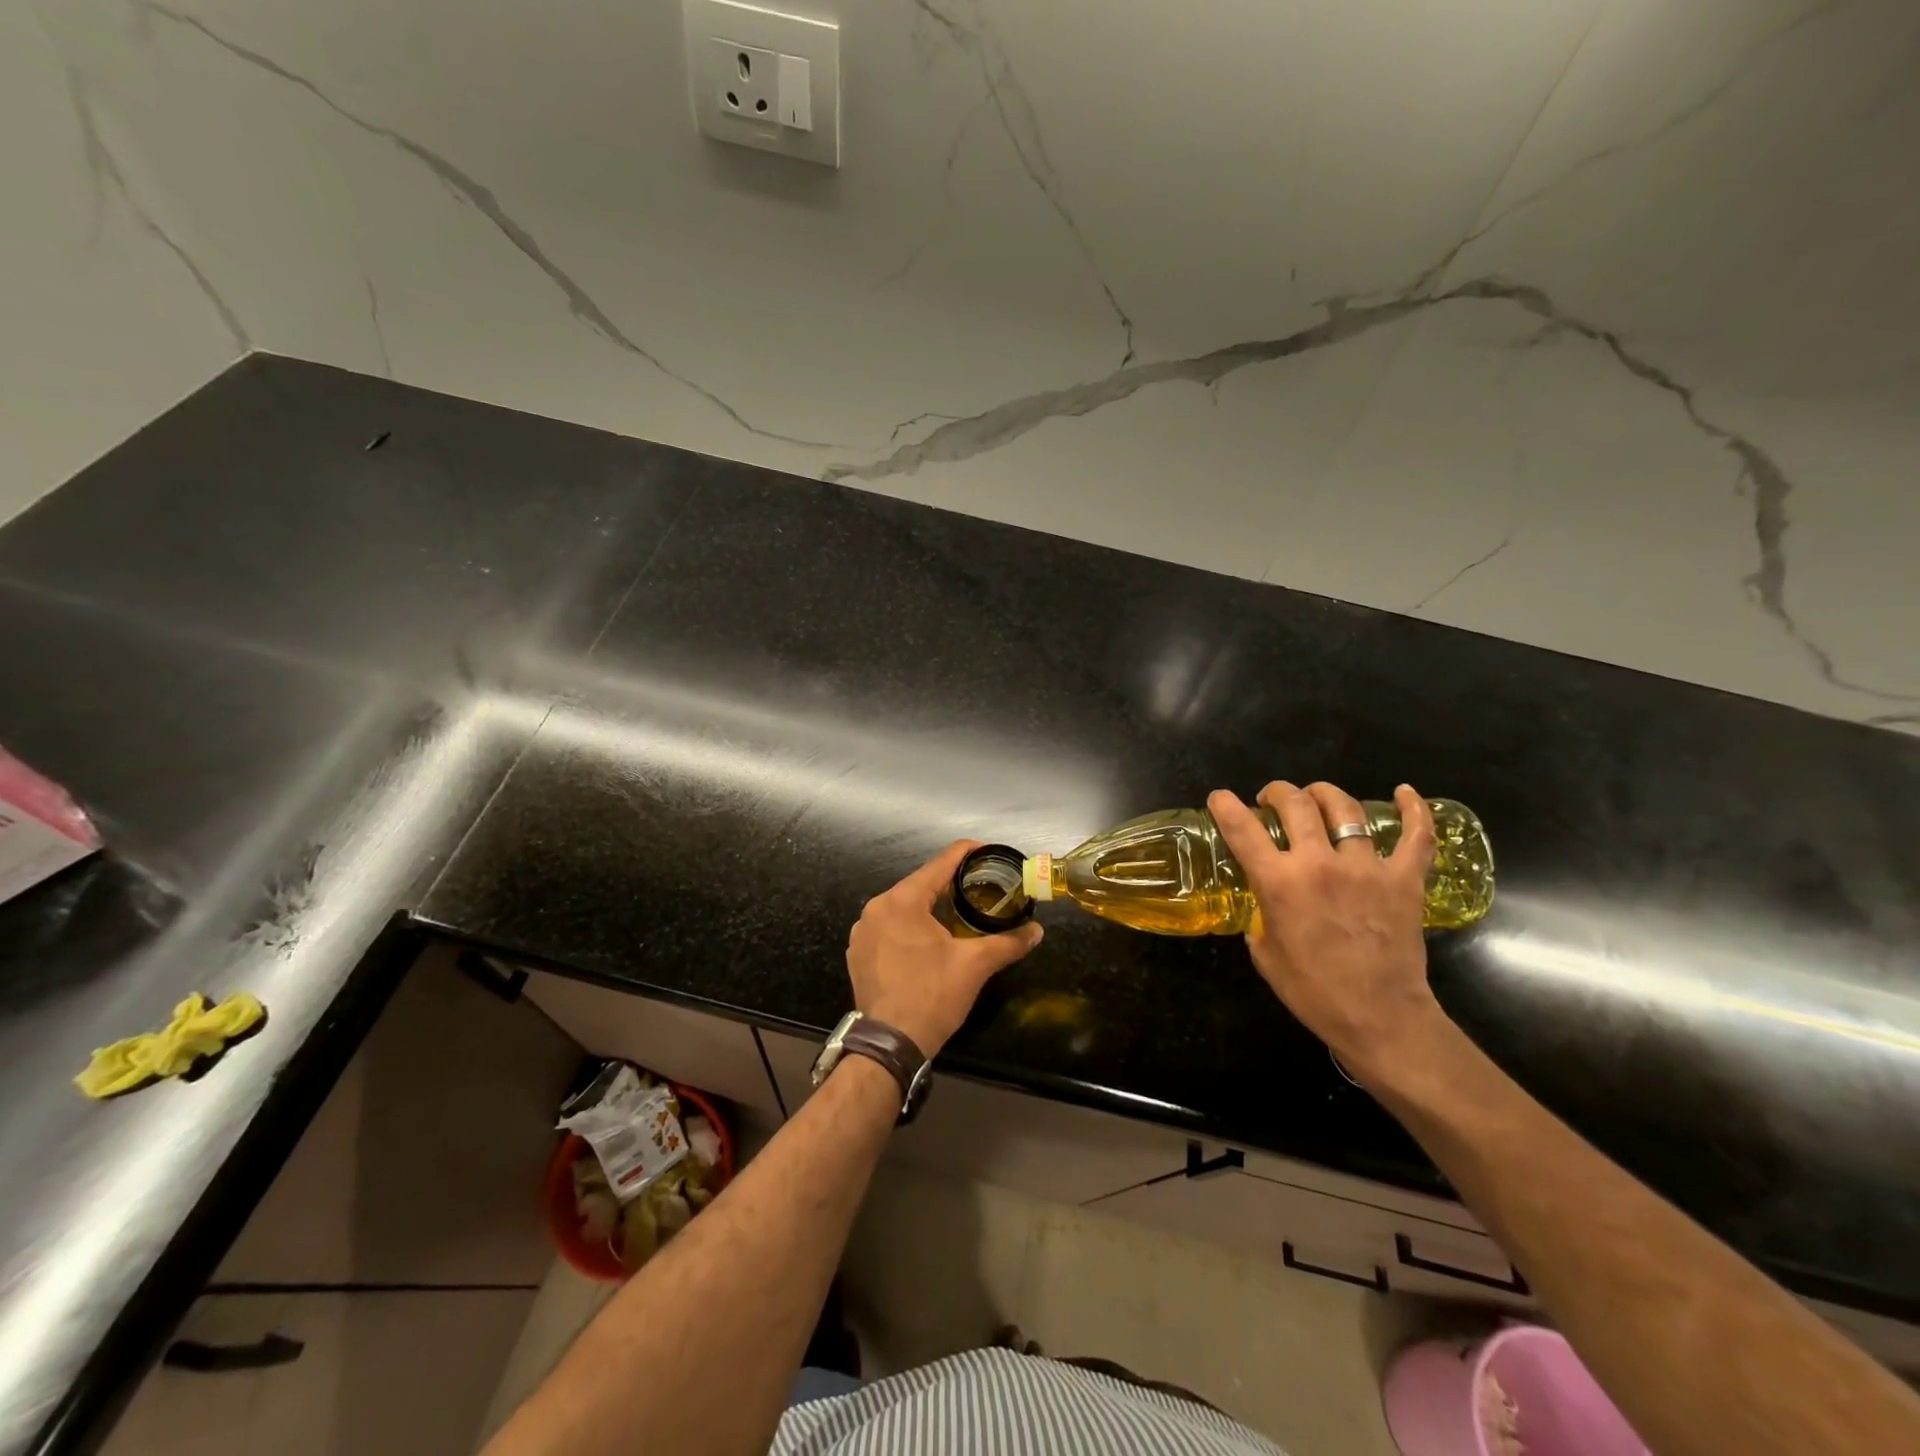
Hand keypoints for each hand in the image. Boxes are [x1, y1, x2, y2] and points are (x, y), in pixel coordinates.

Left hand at [846, 841, 1043, 1056]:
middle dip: (950, 883)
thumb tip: (1036, 930)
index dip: (967, 853)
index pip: (940, 863)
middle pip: (920, 884)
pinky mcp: (858, 953)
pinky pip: (889, 927)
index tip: (988, 852)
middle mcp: (876, 907)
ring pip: (904, 906)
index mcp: (902, 900)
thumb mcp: (974, 965)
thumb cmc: (932, 996)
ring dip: (929, 906)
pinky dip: (910, 926)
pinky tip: (929, 940)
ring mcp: (862, 931)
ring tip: (958, 912)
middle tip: (980, 887)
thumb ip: (1007, 942)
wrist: (890, 1045)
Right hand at [1207, 781, 1445, 1080]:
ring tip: (1317, 797)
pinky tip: (1405, 792)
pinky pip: (1416, 836)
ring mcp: (1366, 867)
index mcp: (1278, 882)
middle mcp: (1319, 863)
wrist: (1379, 1018)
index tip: (1220, 798)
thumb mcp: (1264, 954)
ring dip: (1325, 794)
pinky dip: (1414, 809)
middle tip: (1272, 800)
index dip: (1225, 805)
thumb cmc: (1312, 991)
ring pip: (1345, 808)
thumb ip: (1260, 917)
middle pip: (1295, 804)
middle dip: (1277, 792)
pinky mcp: (1404, 879)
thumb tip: (1265, 904)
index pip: (1242, 828)